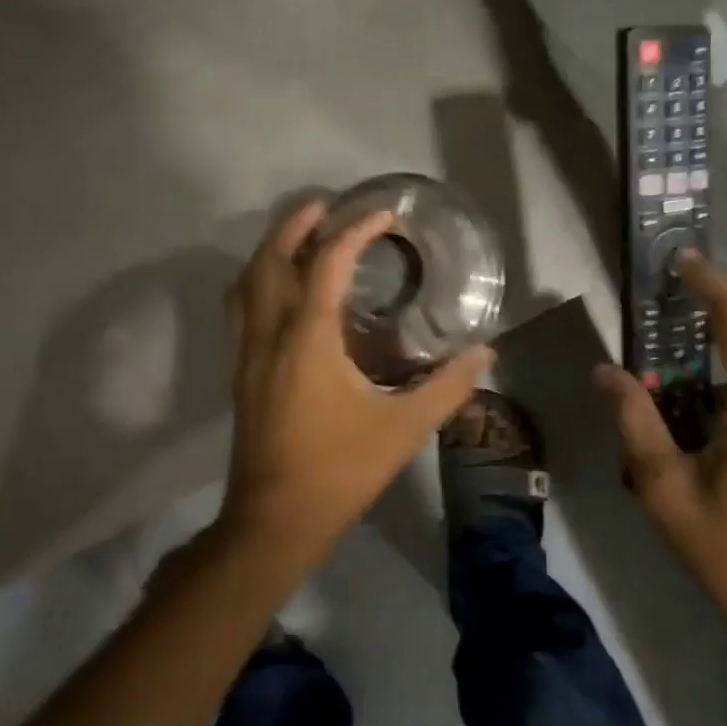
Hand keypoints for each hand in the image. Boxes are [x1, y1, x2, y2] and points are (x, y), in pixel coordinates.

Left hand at [221, 199, 492, 567]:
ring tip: (300, 236)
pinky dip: (258, 283)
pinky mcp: (241, 373)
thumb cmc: (340, 470)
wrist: (276, 520)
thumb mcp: (403, 430)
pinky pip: (240, 310)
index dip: (354, 233)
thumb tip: (486, 355)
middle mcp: (269, 336)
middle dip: (295, 226)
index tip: (382, 216)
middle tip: (325, 205)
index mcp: (308, 341)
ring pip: (246, 284)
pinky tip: (281, 292)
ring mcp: (247, 355)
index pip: (327, 266)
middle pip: (270, 261)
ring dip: (270, 251)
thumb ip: (447, 388)